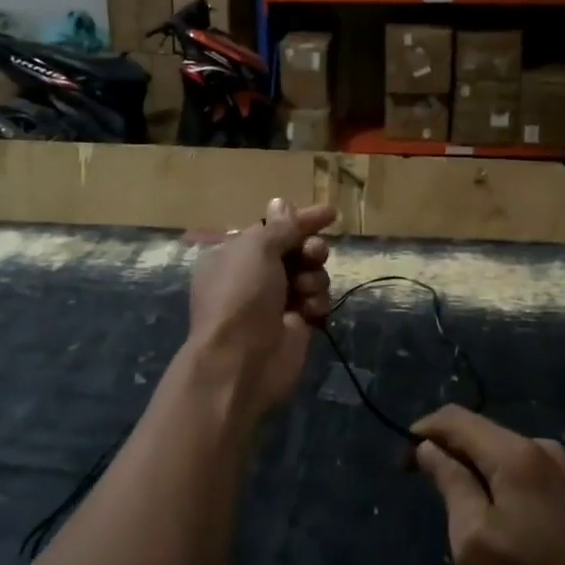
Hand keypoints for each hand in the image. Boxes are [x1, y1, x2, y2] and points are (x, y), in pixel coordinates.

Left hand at [185, 199, 334, 423]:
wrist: (240, 362)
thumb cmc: (241, 295)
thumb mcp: (257, 249)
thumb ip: (278, 227)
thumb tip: (282, 202)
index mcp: (234, 253)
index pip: (272, 227)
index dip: (301, 219)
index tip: (330, 213)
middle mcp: (253, 275)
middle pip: (295, 249)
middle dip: (309, 248)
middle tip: (313, 253)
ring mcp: (275, 301)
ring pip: (310, 273)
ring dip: (313, 276)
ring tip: (305, 289)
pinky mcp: (295, 324)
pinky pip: (316, 300)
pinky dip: (315, 302)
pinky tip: (309, 311)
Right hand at [411, 405, 564, 564]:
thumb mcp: (473, 540)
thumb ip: (449, 483)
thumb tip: (428, 447)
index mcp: (514, 452)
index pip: (454, 418)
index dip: (422, 432)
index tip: (401, 464)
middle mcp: (540, 445)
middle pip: (478, 431)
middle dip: (447, 451)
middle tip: (424, 487)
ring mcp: (562, 466)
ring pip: (499, 450)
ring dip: (472, 467)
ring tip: (457, 505)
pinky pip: (521, 467)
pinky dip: (497, 479)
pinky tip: (494, 514)